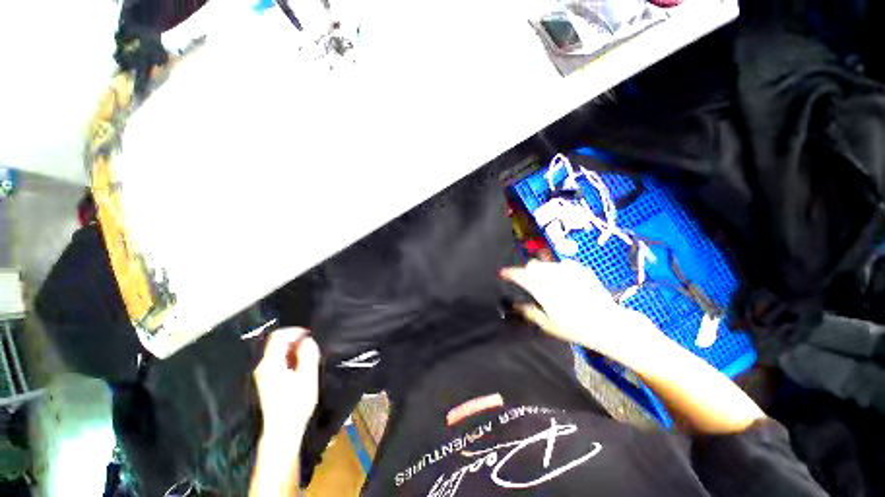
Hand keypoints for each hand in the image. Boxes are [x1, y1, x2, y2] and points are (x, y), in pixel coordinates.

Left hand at [253, 327, 320, 436]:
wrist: (282, 430)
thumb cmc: (296, 403)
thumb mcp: (308, 377)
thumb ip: (308, 355)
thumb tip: (307, 340)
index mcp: (271, 364)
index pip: (279, 336)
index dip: (295, 331)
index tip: (310, 335)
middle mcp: (263, 366)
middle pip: (276, 342)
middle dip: (295, 340)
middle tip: (311, 346)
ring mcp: (262, 374)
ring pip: (277, 351)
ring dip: (293, 349)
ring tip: (308, 356)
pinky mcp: (266, 380)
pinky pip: (277, 360)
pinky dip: (289, 357)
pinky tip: (300, 366)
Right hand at [501, 260, 659, 359]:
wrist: (609, 324)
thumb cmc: (576, 328)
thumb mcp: (548, 325)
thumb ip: (529, 312)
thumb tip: (515, 305)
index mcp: (542, 289)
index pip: (520, 275)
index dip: (509, 273)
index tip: (503, 273)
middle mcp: (553, 276)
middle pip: (532, 265)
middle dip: (527, 271)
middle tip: (529, 282)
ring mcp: (569, 271)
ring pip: (546, 263)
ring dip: (541, 269)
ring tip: (546, 282)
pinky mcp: (581, 269)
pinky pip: (563, 264)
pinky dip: (558, 270)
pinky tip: (564, 281)